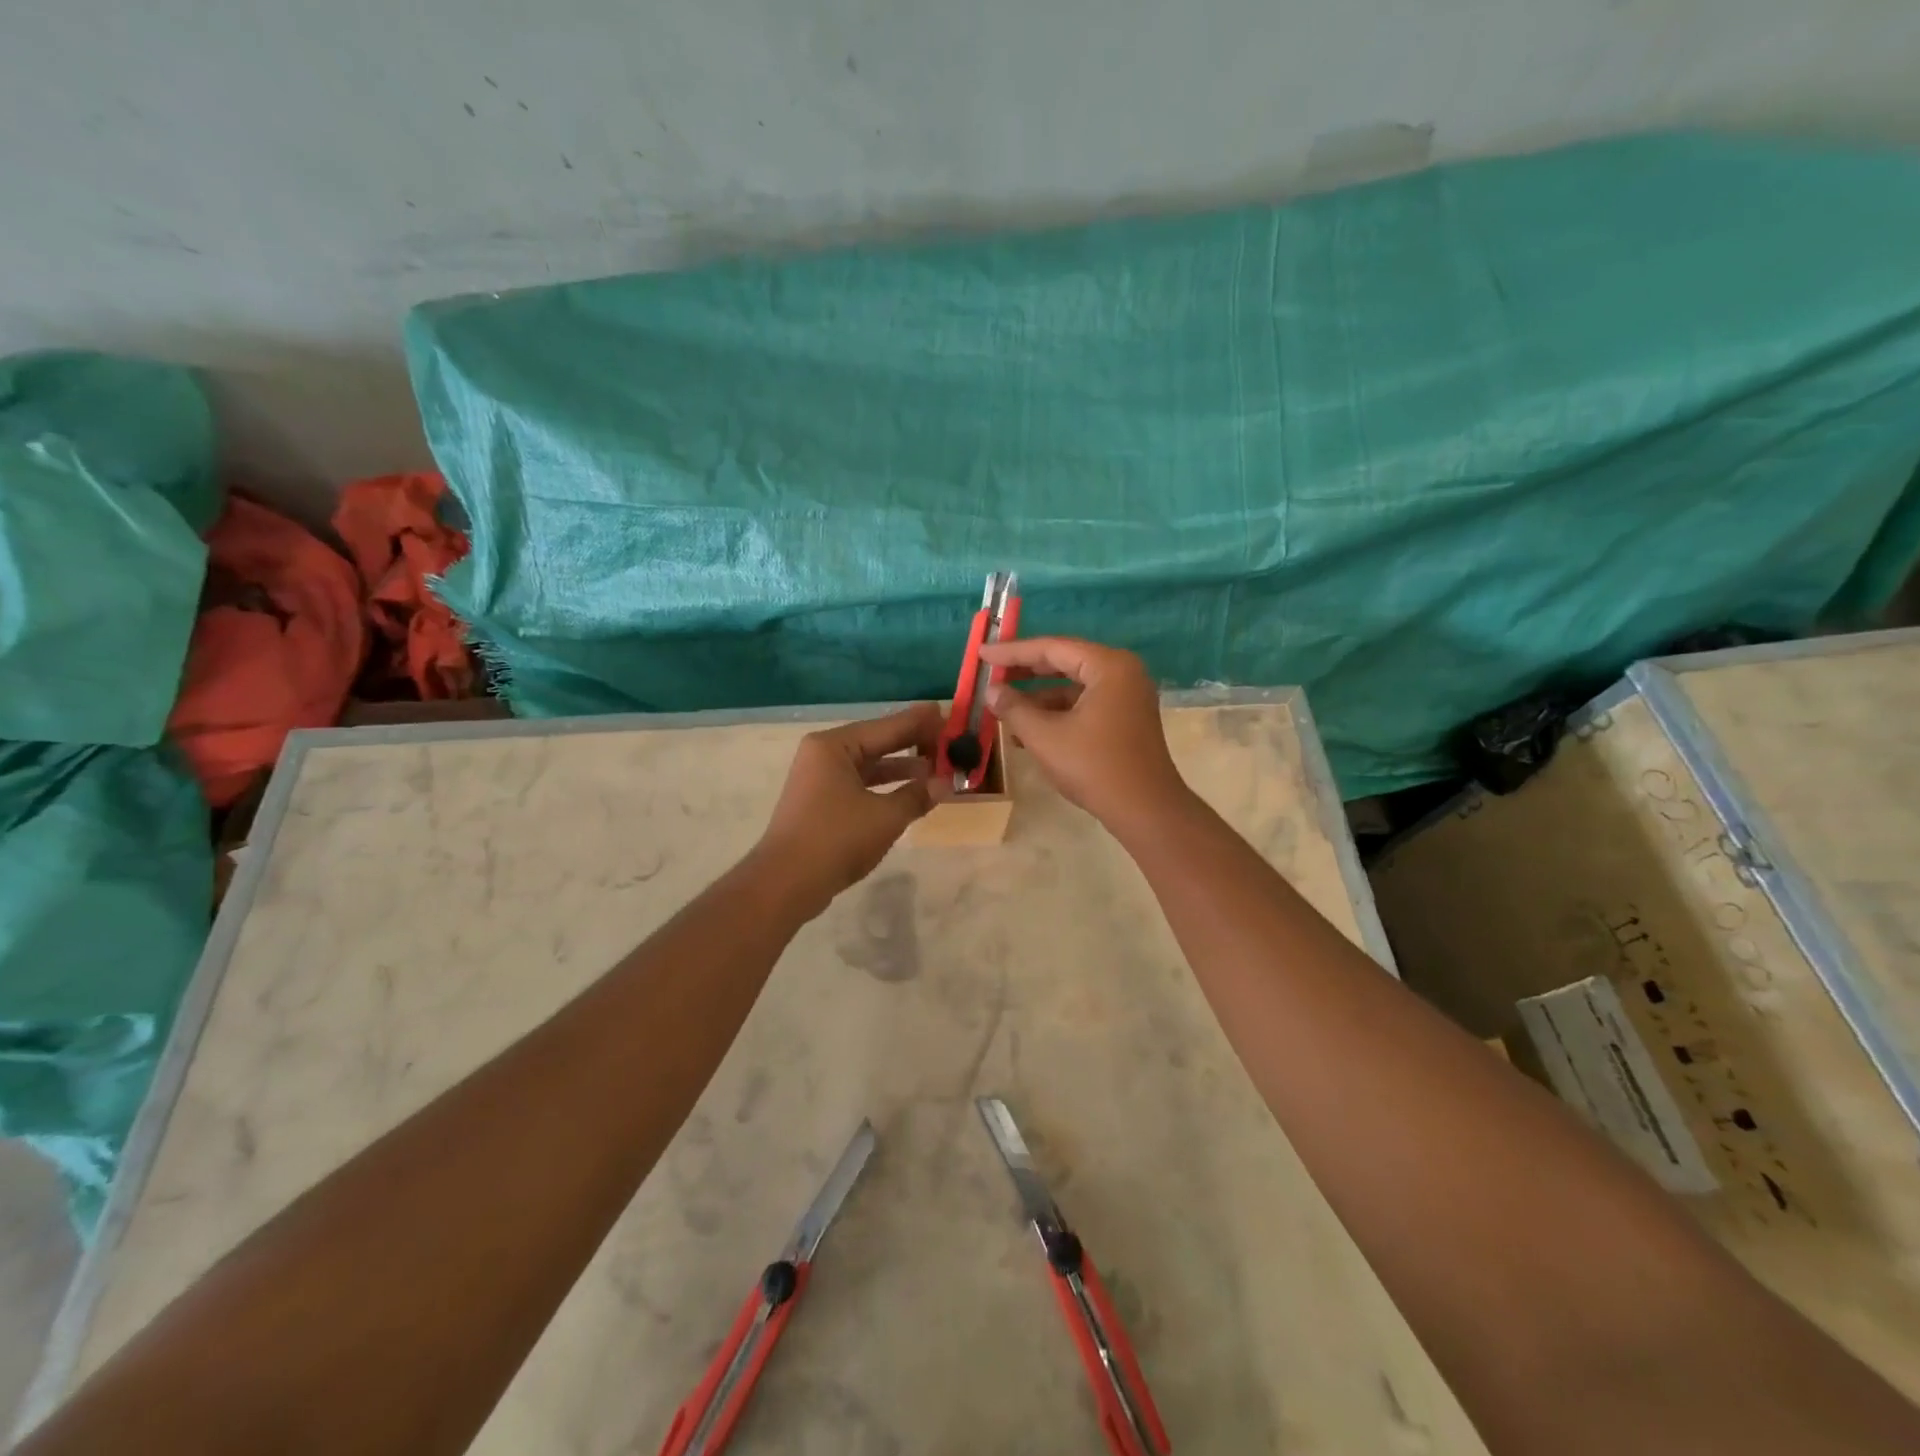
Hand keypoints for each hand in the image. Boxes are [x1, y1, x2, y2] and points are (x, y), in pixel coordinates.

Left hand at [753, 703, 949, 914]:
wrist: (786, 883)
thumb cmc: (836, 839)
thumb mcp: (885, 817)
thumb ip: (917, 795)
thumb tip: (945, 783)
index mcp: (834, 746)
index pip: (886, 727)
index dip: (919, 722)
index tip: (946, 712)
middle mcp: (824, 755)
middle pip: (877, 742)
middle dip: (913, 743)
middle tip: (949, 738)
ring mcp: (820, 780)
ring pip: (869, 766)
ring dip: (902, 768)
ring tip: (939, 767)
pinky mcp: (821, 804)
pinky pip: (861, 785)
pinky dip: (886, 787)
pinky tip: (912, 792)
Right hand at [980, 637, 1194, 836]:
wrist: (1146, 810)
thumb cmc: (1094, 767)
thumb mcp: (1045, 737)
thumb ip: (1014, 709)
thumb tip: (992, 692)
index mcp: (1108, 666)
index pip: (1052, 648)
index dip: (1012, 652)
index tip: (982, 654)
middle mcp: (1122, 672)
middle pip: (1065, 662)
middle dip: (1025, 671)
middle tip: (991, 672)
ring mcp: (1127, 696)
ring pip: (1073, 686)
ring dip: (1038, 697)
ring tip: (1002, 708)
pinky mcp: (1126, 718)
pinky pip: (1085, 704)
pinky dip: (1057, 713)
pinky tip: (1028, 730)